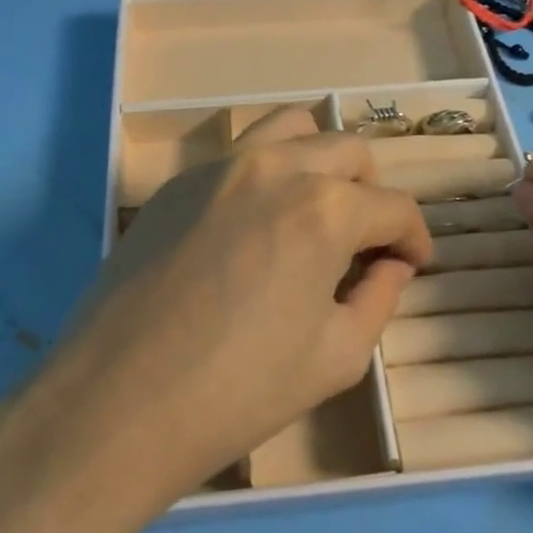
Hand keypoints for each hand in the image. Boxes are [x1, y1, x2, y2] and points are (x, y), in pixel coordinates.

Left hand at [39, 108, 430, 510]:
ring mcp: (219, 167)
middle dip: (371, 193)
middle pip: (348, 151)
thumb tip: (391, 265)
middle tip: (364, 242)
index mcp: (325, 208)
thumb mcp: (337, 357)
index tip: (414, 263)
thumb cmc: (239, 390)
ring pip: (291, 130)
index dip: (415, 237)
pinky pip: (239, 155)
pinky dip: (267, 174)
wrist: (118, 402)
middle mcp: (276, 167)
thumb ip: (379, 298)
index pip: (394, 206)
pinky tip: (254, 226)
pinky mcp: (177, 182)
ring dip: (319, 162)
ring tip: (315, 210)